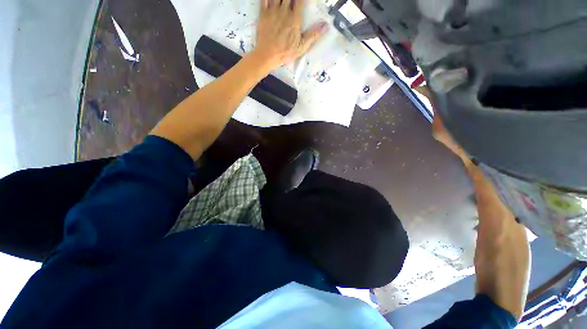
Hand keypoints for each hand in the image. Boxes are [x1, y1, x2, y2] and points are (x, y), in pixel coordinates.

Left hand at [254, 0, 327, 67]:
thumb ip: (313, 35)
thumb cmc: (285, 52)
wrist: (267, 55)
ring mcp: (272, 11)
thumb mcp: (301, 47)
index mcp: (294, 18)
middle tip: (292, 2)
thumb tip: (326, 26)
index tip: (304, 1)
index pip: (300, 0)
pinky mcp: (263, 13)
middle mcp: (284, 11)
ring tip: (284, 0)